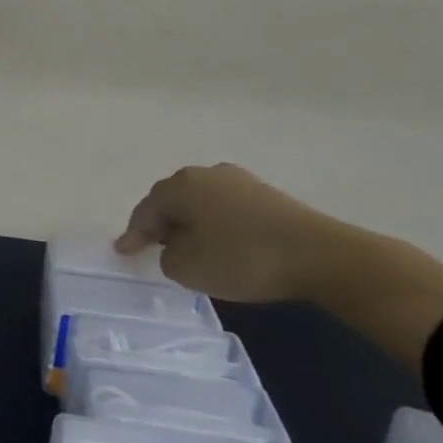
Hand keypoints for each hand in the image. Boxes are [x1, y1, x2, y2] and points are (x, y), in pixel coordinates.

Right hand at [114, 163, 342, 301]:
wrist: (320, 255)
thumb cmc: (243, 258)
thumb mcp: (189, 268)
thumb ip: (167, 256)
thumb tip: (175, 247)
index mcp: (180, 185)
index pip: (146, 210)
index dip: (132, 234)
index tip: (122, 252)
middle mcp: (205, 173)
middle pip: (172, 200)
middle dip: (161, 224)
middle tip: (153, 247)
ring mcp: (239, 180)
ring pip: (201, 203)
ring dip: (191, 224)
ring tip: (189, 248)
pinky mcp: (267, 195)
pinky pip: (226, 209)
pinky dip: (217, 225)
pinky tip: (223, 244)